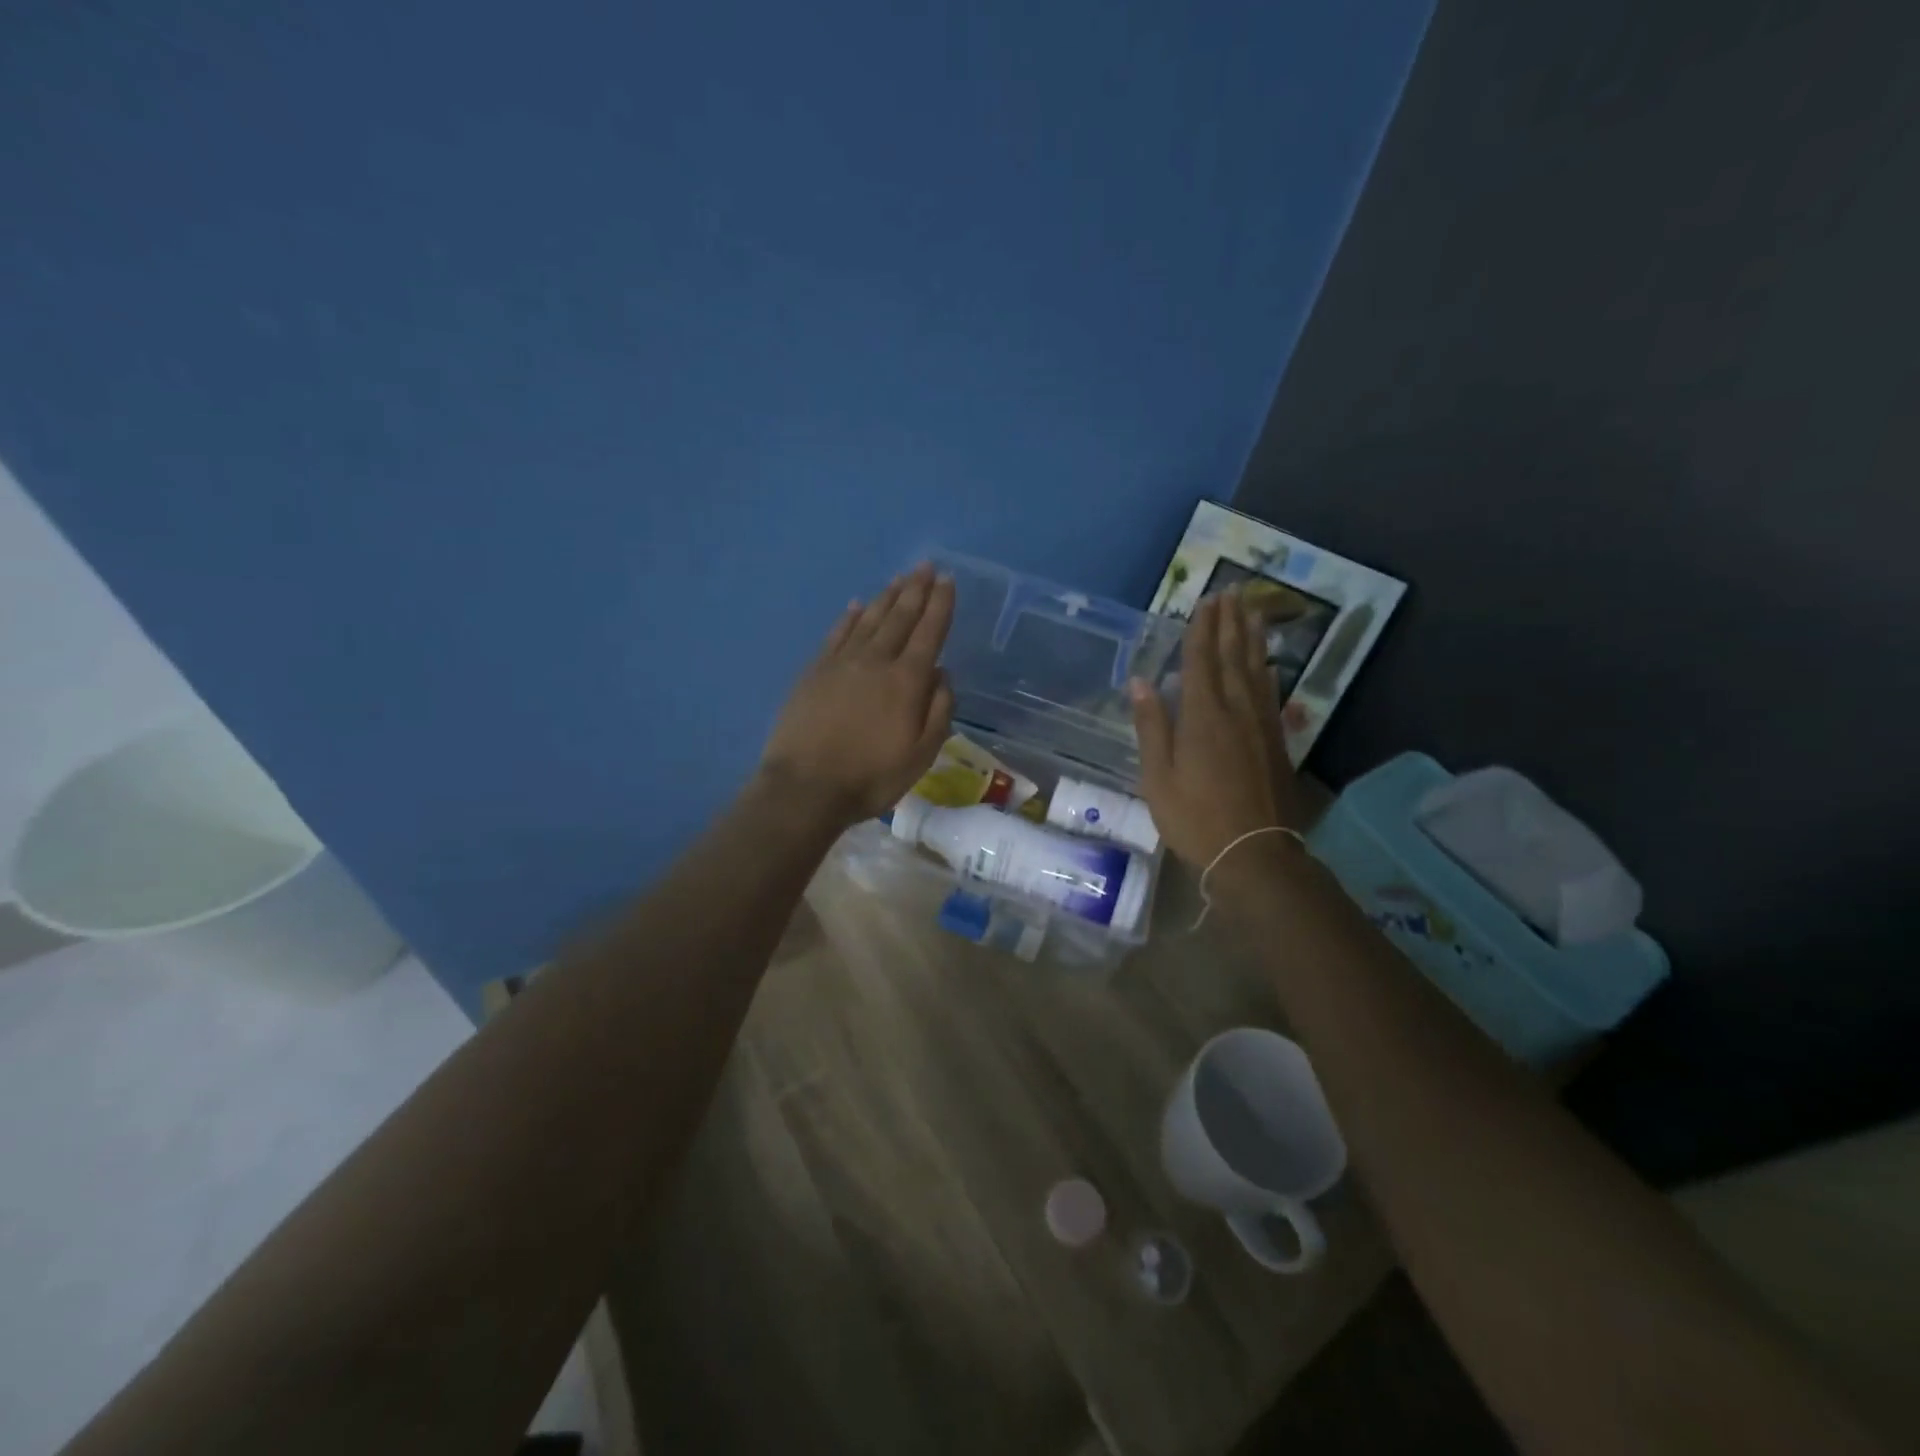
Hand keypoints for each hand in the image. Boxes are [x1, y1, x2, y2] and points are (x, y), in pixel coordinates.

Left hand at [759, 562, 956, 826]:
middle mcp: (875, 661)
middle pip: (899, 617)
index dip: (940, 604)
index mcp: (906, 681)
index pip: (929, 632)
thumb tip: (941, 673)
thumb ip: (938, 711)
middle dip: (916, 590)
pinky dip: (849, 617)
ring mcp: (841, 663)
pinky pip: (836, 634)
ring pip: (869, 619)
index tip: (947, 580)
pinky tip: (857, 605)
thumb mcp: (921, 755)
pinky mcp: (814, 671)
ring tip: (900, 578)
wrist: (805, 788)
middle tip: (926, 566)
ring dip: (887, 597)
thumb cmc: (871, 777)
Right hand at [1130, 592, 1312, 867]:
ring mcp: (1261, 724)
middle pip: (1232, 656)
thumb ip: (1151, 725)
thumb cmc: (1194, 817)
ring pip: (1257, 669)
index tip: (1205, 600)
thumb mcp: (1158, 776)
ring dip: (1253, 638)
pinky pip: (1271, 694)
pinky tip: (1268, 664)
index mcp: (1202, 716)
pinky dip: (1268, 672)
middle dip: (1230, 622)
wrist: (1254, 853)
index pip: (1200, 660)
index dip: (1201, 629)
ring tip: (1253, 611)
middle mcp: (1236, 710)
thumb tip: (1140, 681)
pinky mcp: (1276, 741)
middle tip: (1232, 591)